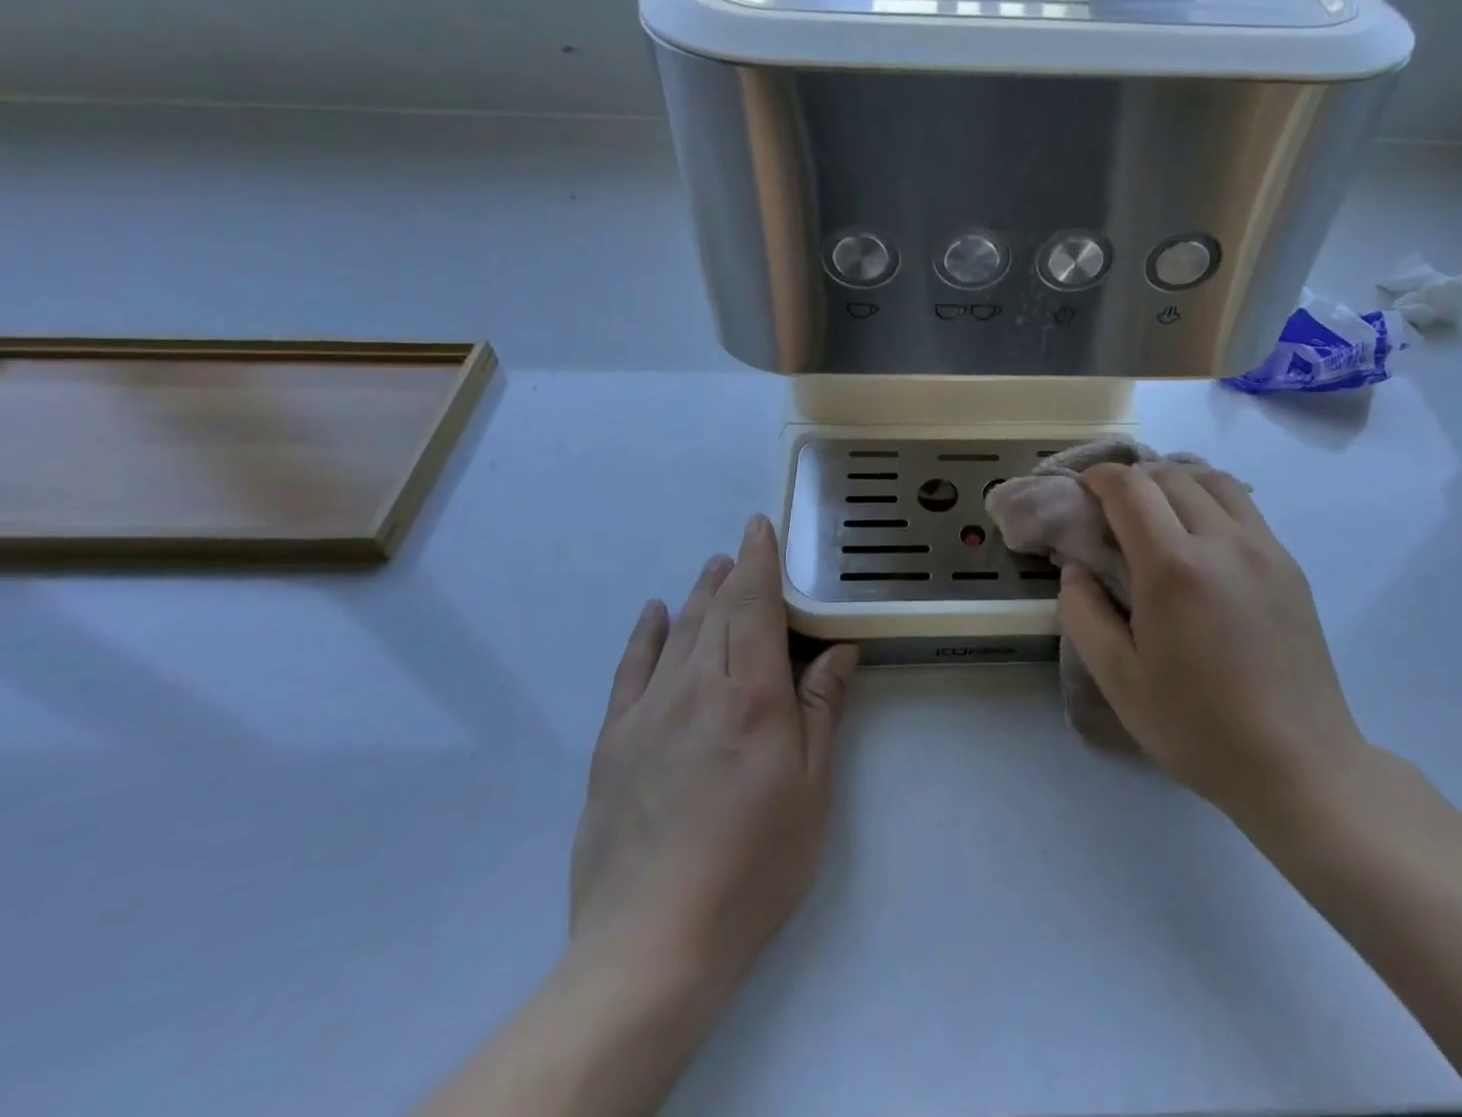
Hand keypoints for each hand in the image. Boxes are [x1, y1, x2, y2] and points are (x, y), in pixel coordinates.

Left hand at [570, 515, 858, 990]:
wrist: (654, 941)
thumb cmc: (754, 864)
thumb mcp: (811, 790)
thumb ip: (822, 710)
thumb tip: (839, 650)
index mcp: (751, 695)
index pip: (754, 606)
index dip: (760, 561)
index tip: (760, 527)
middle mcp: (697, 687)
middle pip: (716, 611)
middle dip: (733, 573)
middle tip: (743, 548)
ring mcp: (649, 711)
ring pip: (678, 632)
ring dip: (698, 595)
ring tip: (713, 569)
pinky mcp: (614, 740)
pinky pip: (631, 669)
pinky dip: (645, 634)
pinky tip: (654, 612)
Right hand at [1055, 462, 1367, 830]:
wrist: (1299, 765)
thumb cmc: (1198, 727)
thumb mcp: (1119, 680)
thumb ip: (1082, 613)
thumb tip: (1075, 568)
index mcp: (1173, 568)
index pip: (1130, 488)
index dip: (1099, 477)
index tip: (1082, 490)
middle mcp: (1222, 542)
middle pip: (1169, 475)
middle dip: (1132, 477)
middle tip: (1111, 506)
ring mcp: (1263, 549)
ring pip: (1212, 480)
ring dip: (1174, 479)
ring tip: (1155, 507)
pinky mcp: (1288, 565)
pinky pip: (1243, 506)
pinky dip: (1209, 498)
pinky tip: (1198, 533)